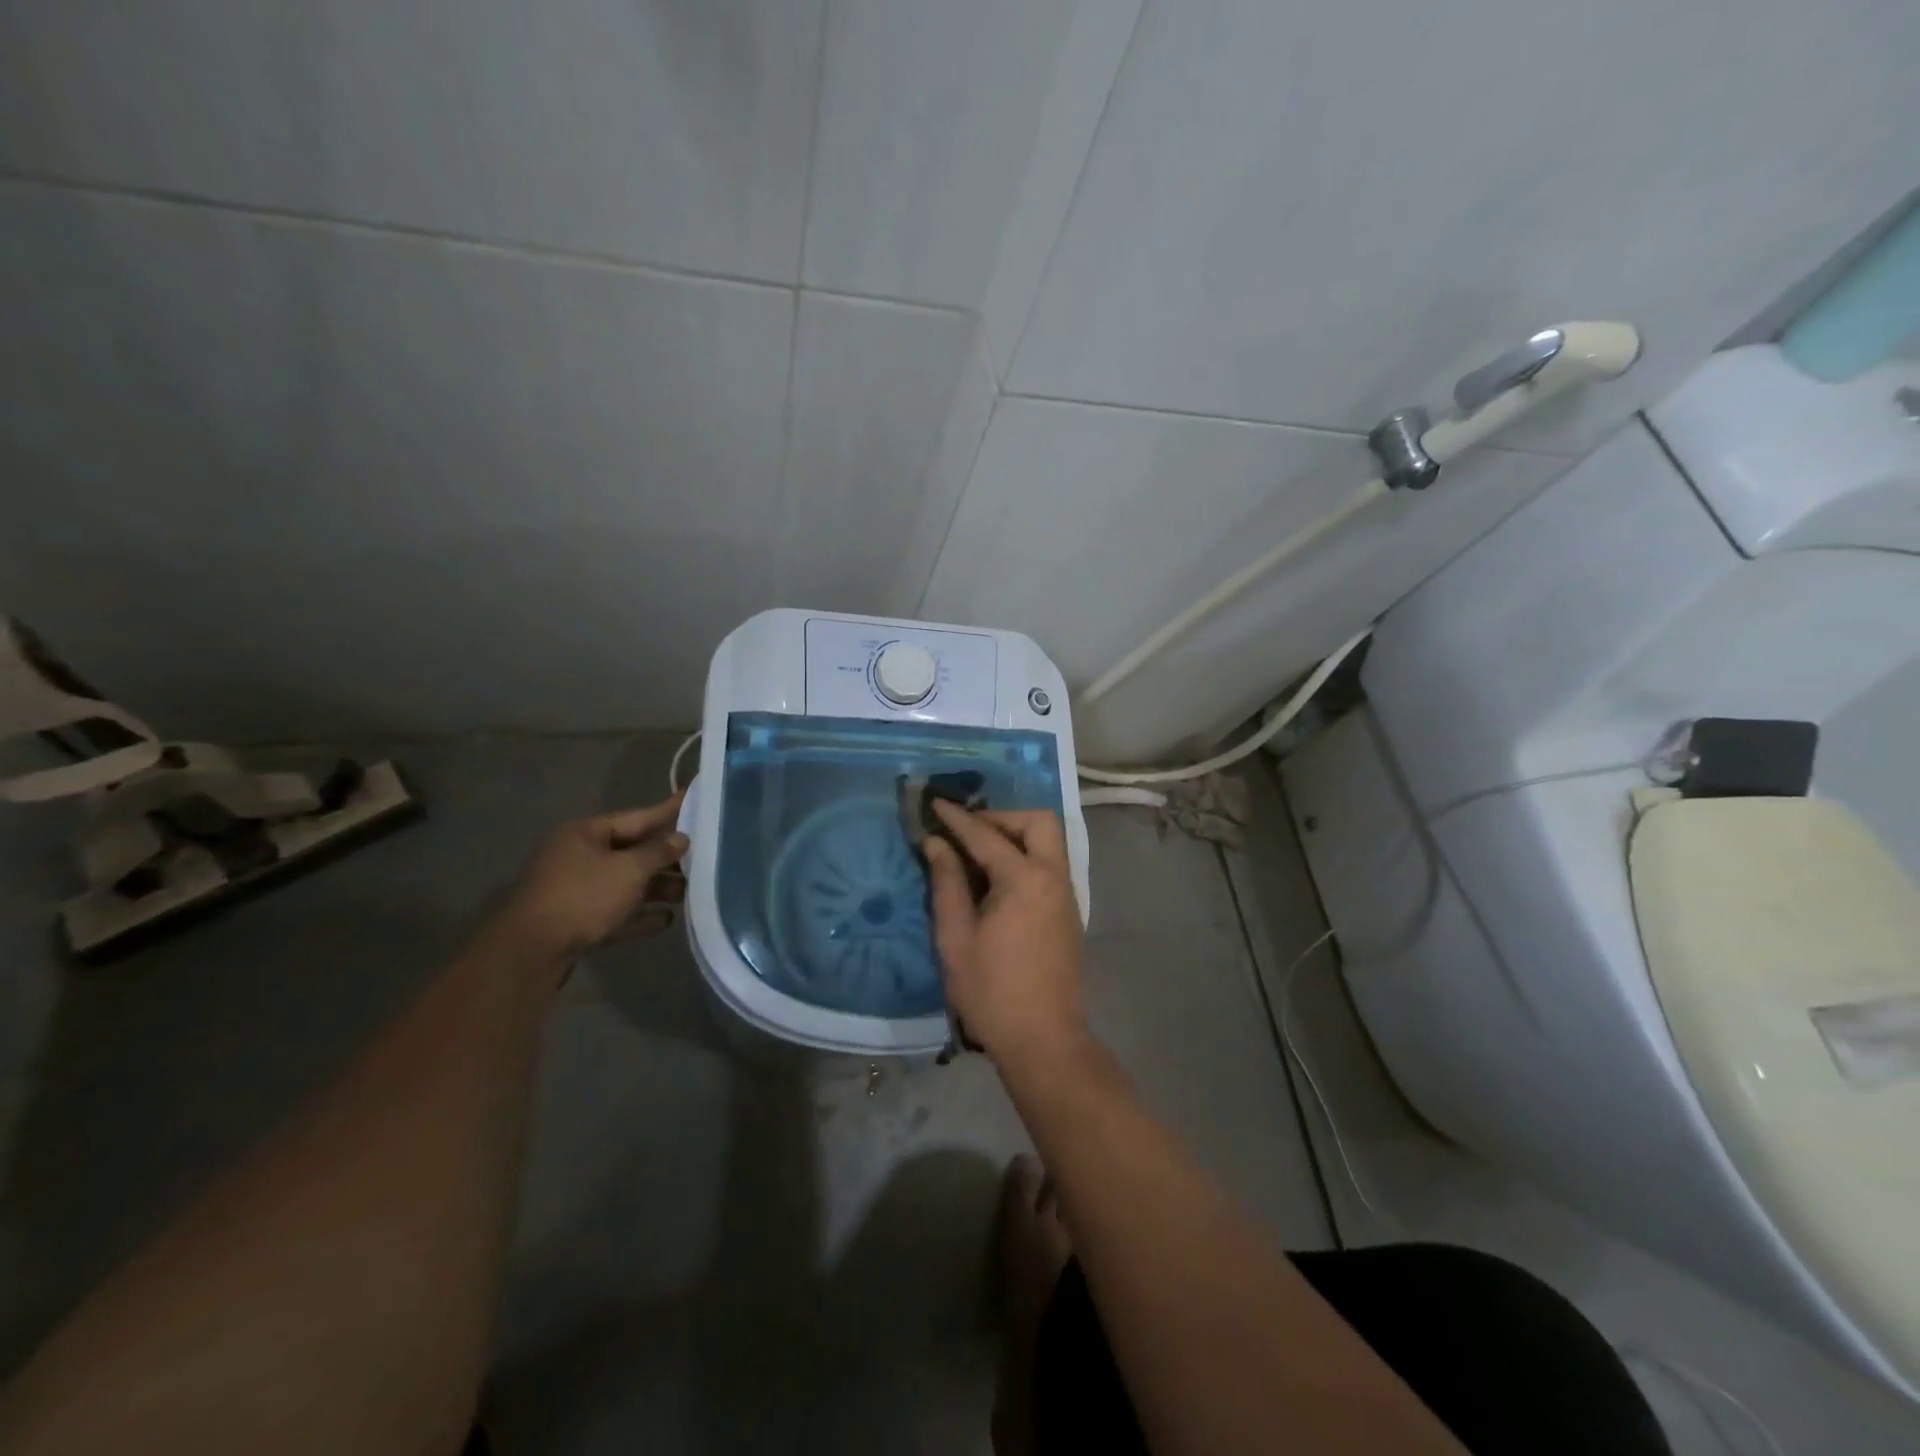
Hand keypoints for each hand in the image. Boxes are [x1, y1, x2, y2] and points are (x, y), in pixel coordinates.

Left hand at [500, 796, 688, 962]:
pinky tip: (666, 920)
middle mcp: (578, 856)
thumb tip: (681, 838)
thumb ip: (659, 852)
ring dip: (656, 888)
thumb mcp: (629, 869)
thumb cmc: (584, 896)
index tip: (693, 798)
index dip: (668, 810)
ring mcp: (575, 890)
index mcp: (586, 833)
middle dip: (665, 858)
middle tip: (702, 857)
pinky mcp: (575, 921)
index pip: (637, 816)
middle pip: (632, 851)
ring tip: (688, 892)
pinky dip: (639, 914)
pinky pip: (615, 912)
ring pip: (624, 883)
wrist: (531, 952)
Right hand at [923, 803, 1086, 1065]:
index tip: (935, 803)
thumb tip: (937, 844)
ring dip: (1016, 835)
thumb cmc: (991, 991)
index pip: (986, 835)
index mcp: (1025, 879)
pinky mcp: (1069, 912)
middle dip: (1002, 817)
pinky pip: (1050, 865)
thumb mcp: (956, 937)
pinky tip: (998, 880)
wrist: (1044, 1040)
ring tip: (978, 853)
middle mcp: (1054, 877)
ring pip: (1048, 842)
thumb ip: (947, 883)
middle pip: (1037, 822)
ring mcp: (1067, 895)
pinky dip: (1026, 856)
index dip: (957, 818)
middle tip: (968, 832)